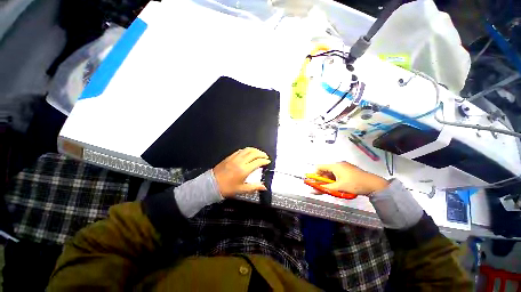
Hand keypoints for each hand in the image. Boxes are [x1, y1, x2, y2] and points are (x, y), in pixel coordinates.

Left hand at [213, 147, 270, 196]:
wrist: (211, 184)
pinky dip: (247, 150)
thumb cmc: (227, 188)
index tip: (268, 161)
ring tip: (259, 153)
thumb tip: (264, 187)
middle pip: (254, 153)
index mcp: (244, 170)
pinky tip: (248, 152)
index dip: (264, 161)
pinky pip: (240, 150)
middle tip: (265, 156)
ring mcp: (234, 157)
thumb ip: (254, 187)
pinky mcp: (230, 156)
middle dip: (261, 153)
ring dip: (255, 150)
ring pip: (247, 150)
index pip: (258, 162)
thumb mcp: (241, 189)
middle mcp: (240, 161)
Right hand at [316, 162, 388, 195]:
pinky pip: (337, 173)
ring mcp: (344, 166)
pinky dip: (335, 179)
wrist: (374, 185)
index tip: (317, 183)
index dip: (316, 175)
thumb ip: (324, 189)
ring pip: (331, 172)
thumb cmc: (354, 184)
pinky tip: (339, 186)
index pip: (319, 167)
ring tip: (332, 188)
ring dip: (329, 180)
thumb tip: (312, 191)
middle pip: (325, 170)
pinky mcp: (348, 170)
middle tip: (324, 187)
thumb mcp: (338, 187)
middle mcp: (338, 164)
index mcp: (335, 165)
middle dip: (323, 179)